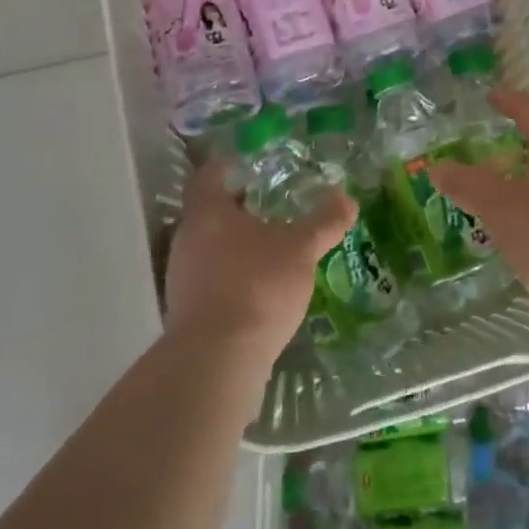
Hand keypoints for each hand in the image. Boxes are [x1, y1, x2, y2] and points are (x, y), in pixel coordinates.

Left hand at [163, 158, 354, 364]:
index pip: (210, 175)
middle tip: (272, 208)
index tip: (251, 167)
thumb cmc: (257, 286)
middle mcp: (187, 239)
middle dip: (239, 209)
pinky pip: (209, 280)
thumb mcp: (301, 249)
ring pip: (209, 248)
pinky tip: (259, 290)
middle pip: (209, 213)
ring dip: (235, 246)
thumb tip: (347, 199)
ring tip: (271, 250)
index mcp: (208, 212)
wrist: (217, 360)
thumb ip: (324, 222)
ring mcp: (181, 277)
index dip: (229, 167)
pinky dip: (232, 277)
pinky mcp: (185, 312)